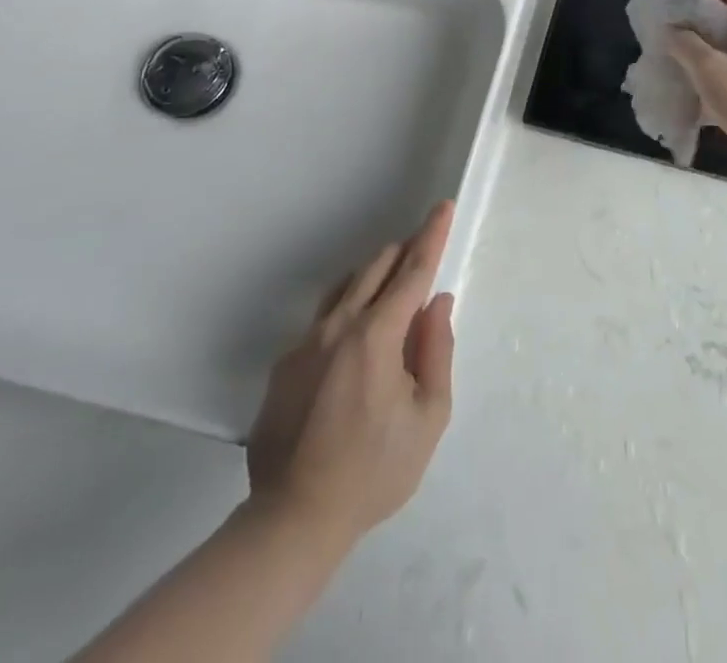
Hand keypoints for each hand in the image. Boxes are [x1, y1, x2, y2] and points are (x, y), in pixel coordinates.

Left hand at [243, 201, 456, 546]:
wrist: (293, 520)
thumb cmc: (373, 472)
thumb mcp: (428, 417)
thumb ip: (437, 351)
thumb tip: (436, 304)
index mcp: (377, 336)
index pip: (412, 271)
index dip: (432, 236)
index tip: (442, 206)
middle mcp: (338, 326)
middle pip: (376, 267)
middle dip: (404, 254)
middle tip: (423, 260)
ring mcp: (304, 343)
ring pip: (346, 286)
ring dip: (374, 278)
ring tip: (392, 298)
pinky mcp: (284, 364)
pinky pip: (323, 319)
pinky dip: (348, 313)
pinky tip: (353, 351)